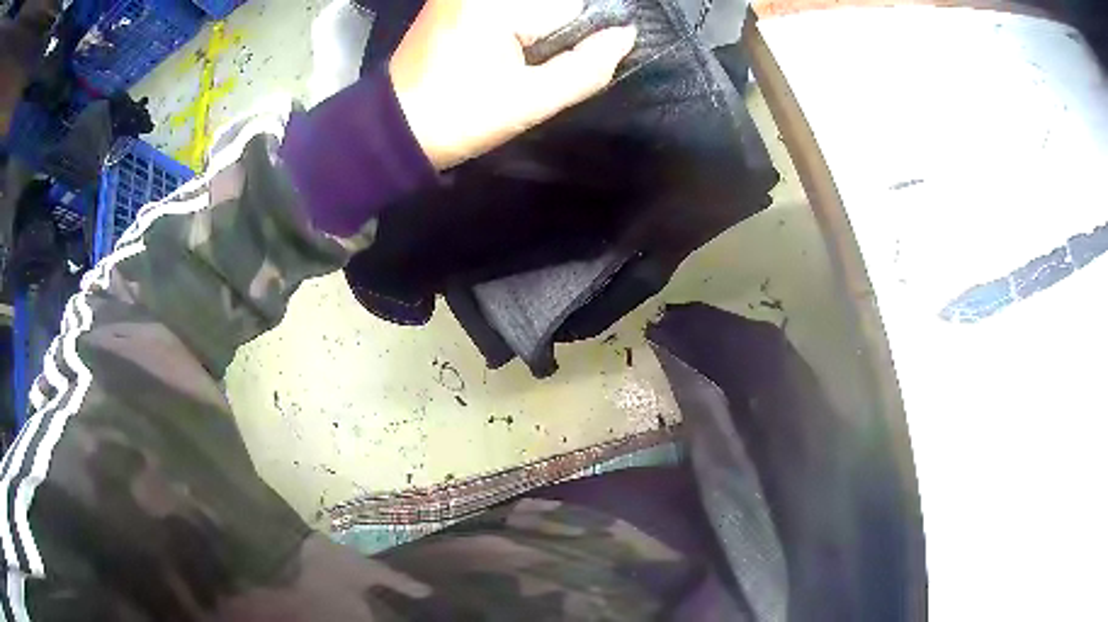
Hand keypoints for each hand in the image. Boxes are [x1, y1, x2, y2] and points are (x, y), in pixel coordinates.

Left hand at [389, 0, 636, 169]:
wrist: (394, 127)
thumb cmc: (459, 117)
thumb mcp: (531, 102)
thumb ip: (587, 68)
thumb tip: (626, 35)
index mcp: (496, 4)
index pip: (571, 8)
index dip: (574, 39)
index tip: (548, 65)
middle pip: (551, 4)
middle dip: (551, 32)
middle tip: (523, 66)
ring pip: (530, 6)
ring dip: (533, 29)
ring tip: (502, 61)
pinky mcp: (449, 0)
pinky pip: (504, 8)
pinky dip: (513, 26)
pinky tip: (492, 51)